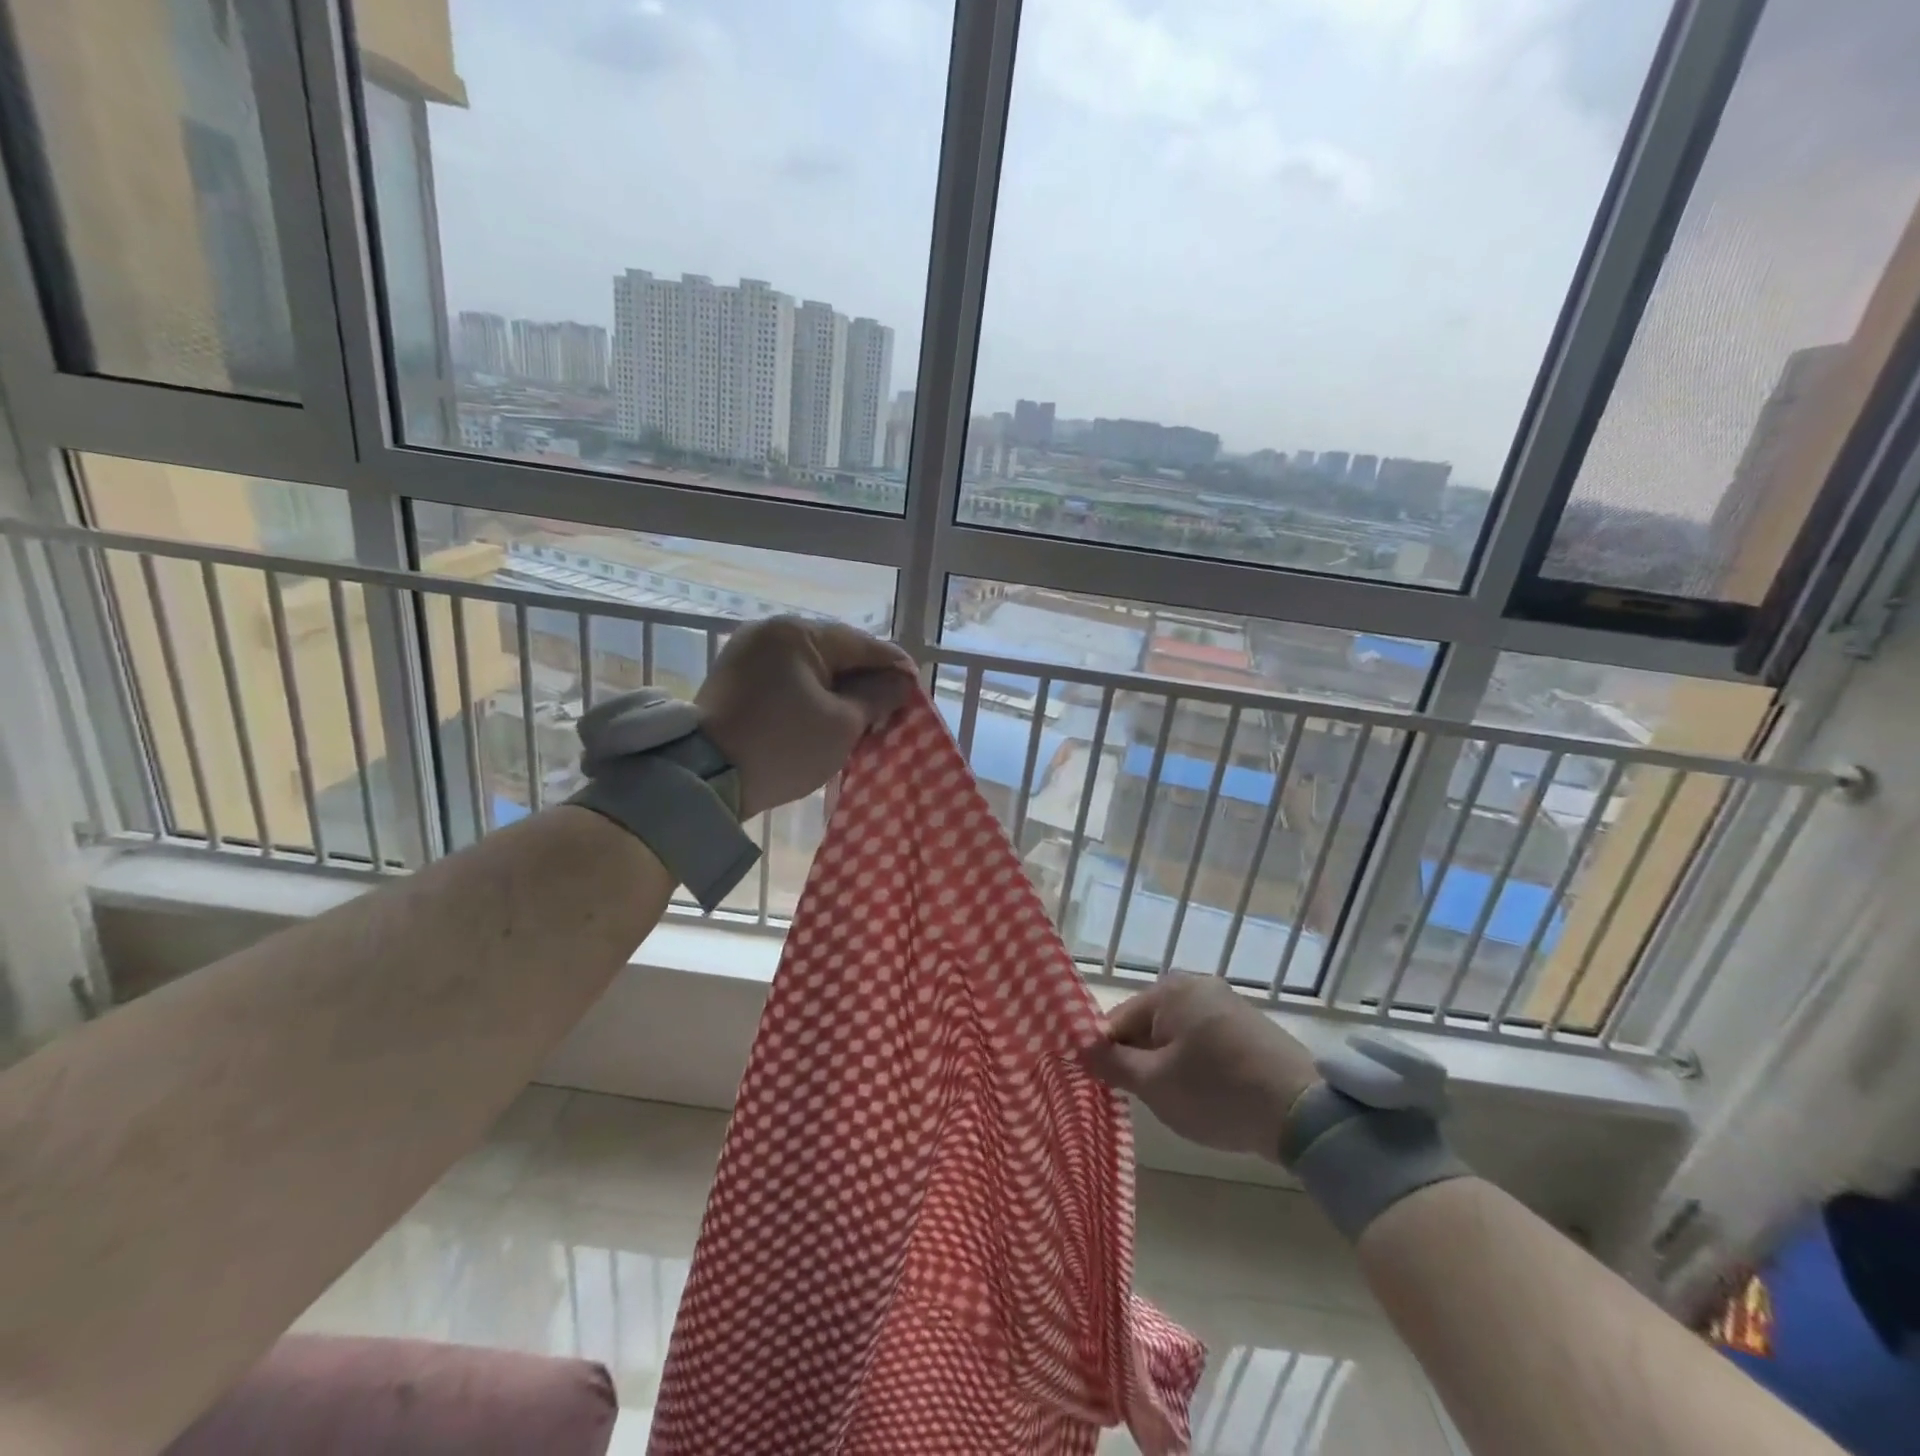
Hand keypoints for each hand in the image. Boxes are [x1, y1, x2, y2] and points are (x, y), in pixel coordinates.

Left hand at [696, 616, 916, 817]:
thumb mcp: (842, 724)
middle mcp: (770, 632)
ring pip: (810, 666)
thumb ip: (877, 696)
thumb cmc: (784, 746)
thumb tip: (901, 681)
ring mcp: (748, 653)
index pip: (861, 644)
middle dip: (865, 679)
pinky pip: (787, 678)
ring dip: (838, 688)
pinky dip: (811, 694)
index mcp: (797, 633)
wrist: (705, 779)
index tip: (915, 687)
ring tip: (862, 715)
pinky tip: (828, 714)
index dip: (894, 666)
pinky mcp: (736, 678)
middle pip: (835, 652)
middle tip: (890, 707)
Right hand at [1081, 973, 1319, 1159]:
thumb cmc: (1218, 1092)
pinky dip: (1197, 1065)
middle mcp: (1197, 985)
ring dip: (1169, 1065)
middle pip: (1148, 1025)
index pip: (1118, 1020)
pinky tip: (1209, 1095)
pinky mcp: (1249, 1026)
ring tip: (1181, 1102)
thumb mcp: (1155, 1084)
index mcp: (1169, 990)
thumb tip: (1080, 1049)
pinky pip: (1204, 1041)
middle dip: (1142, 1061)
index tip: (1110, 1089)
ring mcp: (1227, 1003)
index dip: (1109, 1056)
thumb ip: (1112, 1065)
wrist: (1304, 1112)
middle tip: (1148, 1100)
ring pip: (1177, 1035)